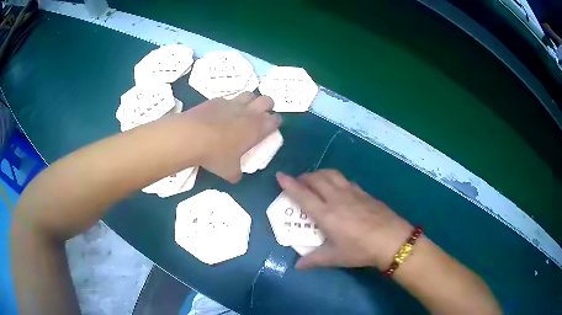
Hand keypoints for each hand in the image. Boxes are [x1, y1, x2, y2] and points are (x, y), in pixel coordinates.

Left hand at [184, 93, 280, 182]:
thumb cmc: (215, 155)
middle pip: (267, 100)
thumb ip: (236, 173)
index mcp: (257, 128)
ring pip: (249, 94)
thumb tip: (236, 176)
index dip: (275, 122)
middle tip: (260, 115)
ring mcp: (232, 103)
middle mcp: (249, 112)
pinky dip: (228, 105)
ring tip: (243, 111)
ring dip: (250, 101)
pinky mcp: (217, 100)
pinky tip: (220, 113)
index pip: (275, 119)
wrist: (191, 136)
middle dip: (267, 106)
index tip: (271, 127)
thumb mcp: (229, 171)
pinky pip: (228, 98)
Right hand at [276, 169, 412, 269]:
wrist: (391, 239)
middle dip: (304, 177)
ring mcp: (352, 192)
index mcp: (325, 214)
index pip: (302, 195)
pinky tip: (338, 187)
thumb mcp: (335, 257)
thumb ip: (314, 260)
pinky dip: (335, 178)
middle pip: (316, 179)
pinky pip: (345, 180)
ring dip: (319, 174)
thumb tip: (297, 266)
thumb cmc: (360, 249)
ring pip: (331, 174)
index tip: (280, 175)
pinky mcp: (364, 192)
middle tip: (298, 183)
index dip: (289, 184)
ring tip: (315, 180)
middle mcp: (336, 198)